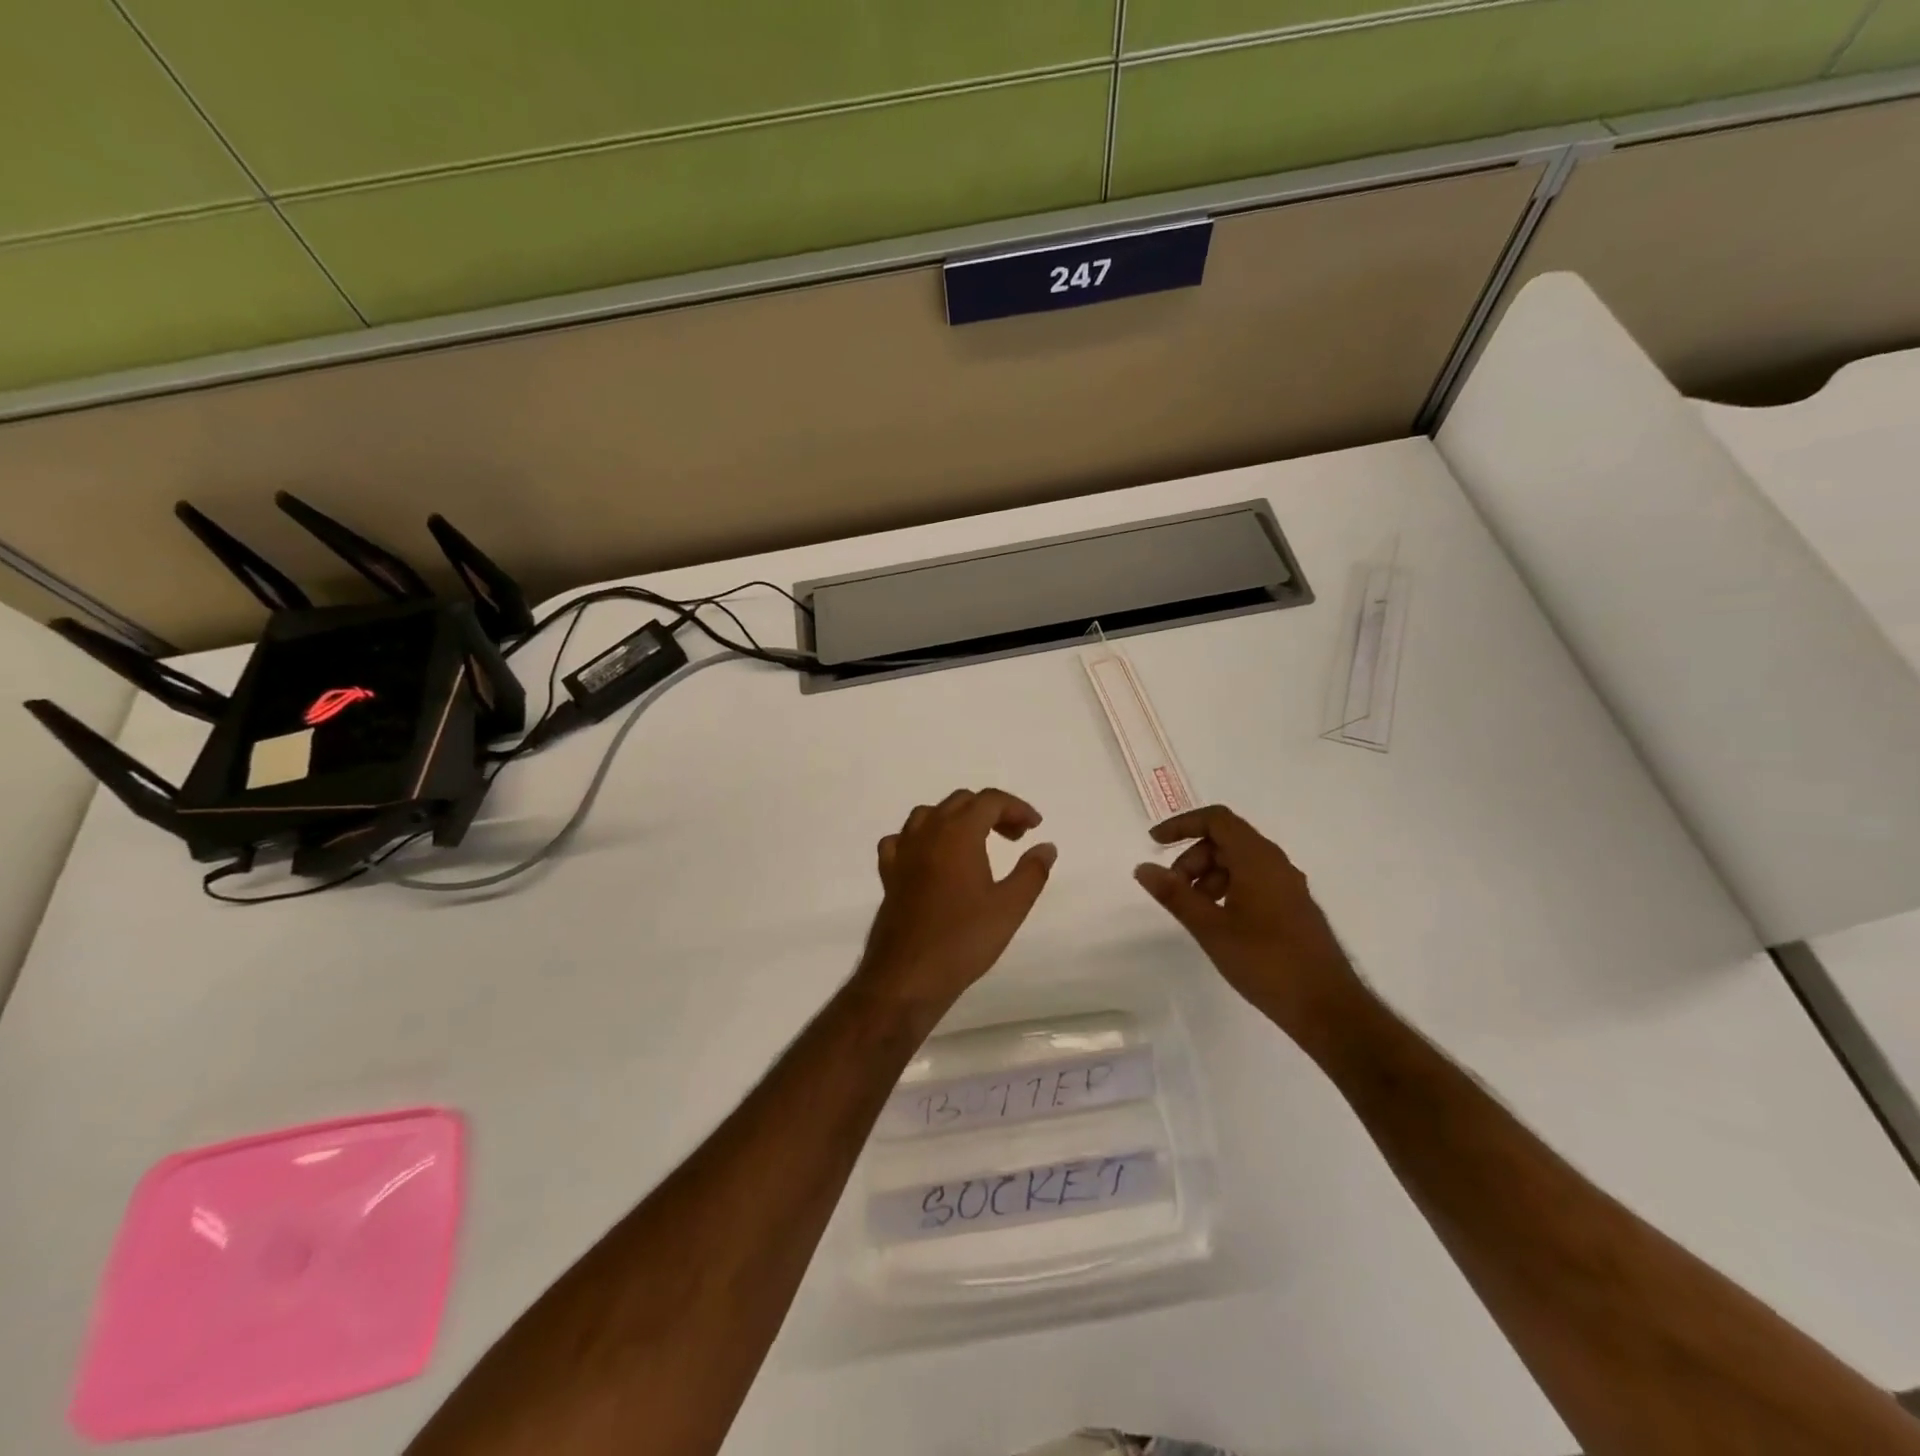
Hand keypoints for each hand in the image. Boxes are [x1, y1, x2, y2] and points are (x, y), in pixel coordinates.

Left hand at [857, 789, 1056, 1010]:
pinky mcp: (888, 873)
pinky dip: (921, 839)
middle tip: (1014, 838)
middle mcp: (928, 832)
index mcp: (959, 833)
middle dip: (991, 811)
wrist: (908, 975)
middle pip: (961, 802)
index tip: (1034, 828)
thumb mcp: (1010, 907)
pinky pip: (902, 839)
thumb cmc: (963, 939)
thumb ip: (1032, 871)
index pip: (990, 800)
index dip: (1016, 807)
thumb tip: (1046, 846)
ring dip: (956, 819)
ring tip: (976, 843)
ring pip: (929, 814)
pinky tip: (931, 858)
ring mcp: (903, 851)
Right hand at [1134, 806, 1362, 1037]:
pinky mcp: (1293, 907)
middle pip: (1226, 840)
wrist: (1327, 1006)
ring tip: (1194, 910)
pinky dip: (1228, 888)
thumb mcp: (1210, 928)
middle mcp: (1276, 863)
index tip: (1155, 843)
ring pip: (1240, 862)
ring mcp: (1288, 885)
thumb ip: (1175, 894)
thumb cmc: (1265, 961)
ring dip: (1209, 875)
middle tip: (1174, 889)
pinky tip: (1219, 922)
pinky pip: (1254, 880)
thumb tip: (1143, 867)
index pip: (1216, 819)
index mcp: (1257, 859)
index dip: (1182, 825)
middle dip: (1193, 857)